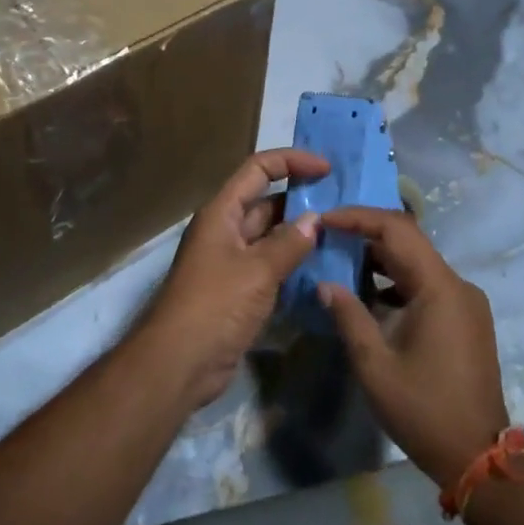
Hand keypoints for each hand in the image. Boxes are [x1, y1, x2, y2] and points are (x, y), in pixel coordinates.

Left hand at [141, 148, 329, 409]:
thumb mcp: (256, 270)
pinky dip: (294, 264)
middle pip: (266, 201)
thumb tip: (315, 220)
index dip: (292, 161)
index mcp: (222, 212)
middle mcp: (225, 230)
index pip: (258, 169)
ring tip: (341, 234)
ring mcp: (231, 261)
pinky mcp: (239, 290)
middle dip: (302, 200)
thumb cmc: (215, 305)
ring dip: (300, 234)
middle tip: (343, 206)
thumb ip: (288, 243)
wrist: (180, 363)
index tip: (327, 169)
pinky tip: (324, 269)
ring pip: (271, 236)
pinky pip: (271, 266)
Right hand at [317, 207, 510, 488]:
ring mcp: (465, 301)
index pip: (397, 229)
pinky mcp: (466, 318)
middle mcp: (458, 285)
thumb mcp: (375, 365)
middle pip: (409, 241)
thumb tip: (325, 283)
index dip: (357, 217)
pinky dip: (397, 281)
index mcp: (439, 288)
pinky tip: (369, 295)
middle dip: (365, 234)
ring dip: (380, 258)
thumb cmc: (423, 410)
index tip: (324, 219)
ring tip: (339, 260)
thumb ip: (349, 316)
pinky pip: (427, 284)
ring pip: (418, 262)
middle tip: (326, 236)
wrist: (478, 457)